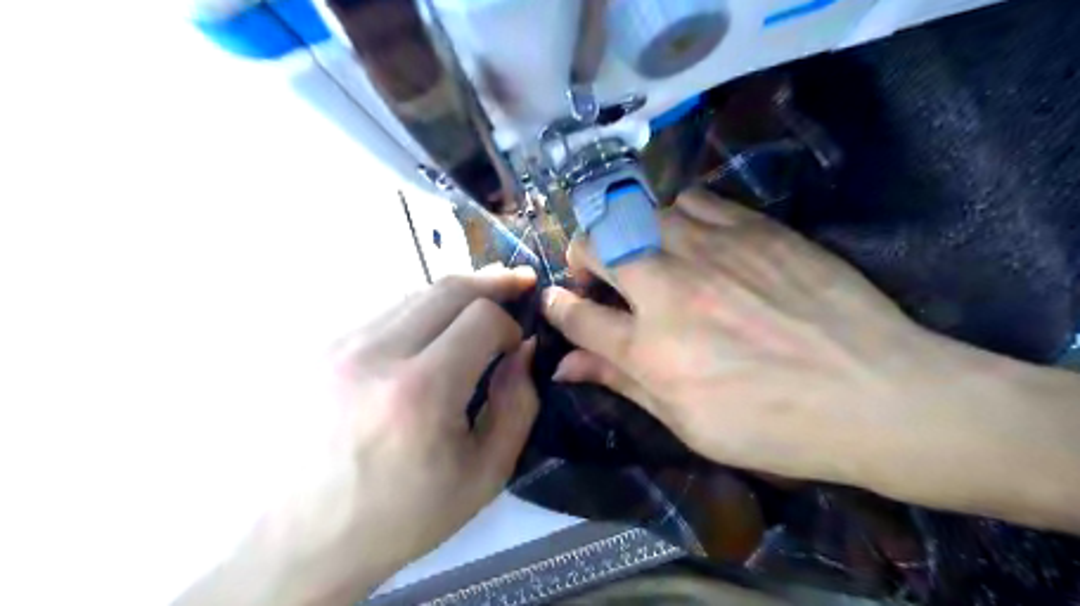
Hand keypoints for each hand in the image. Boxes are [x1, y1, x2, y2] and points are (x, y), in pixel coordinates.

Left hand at [323, 263, 536, 585]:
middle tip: (517, 283)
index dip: (510, 323)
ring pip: (414, 294)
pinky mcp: (318, 349)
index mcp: (420, 391)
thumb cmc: (402, 516)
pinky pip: (384, 313)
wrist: (301, 541)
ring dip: (454, 297)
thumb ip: (518, 405)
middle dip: (491, 283)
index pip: (482, 317)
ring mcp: (338, 346)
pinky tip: (431, 333)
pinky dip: (419, 313)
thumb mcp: (485, 474)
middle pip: (448, 288)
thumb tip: (524, 349)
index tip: (515, 346)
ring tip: (479, 305)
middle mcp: (375, 354)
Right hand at [545, 189, 1079, 529]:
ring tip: (645, 256)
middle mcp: (669, 290)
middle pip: (595, 246)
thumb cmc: (774, 425)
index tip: (554, 303)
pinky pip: (691, 199)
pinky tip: (690, 237)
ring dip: (628, 235)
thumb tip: (564, 366)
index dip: (555, 307)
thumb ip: (621, 383)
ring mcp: (710, 251)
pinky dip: (676, 215)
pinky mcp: (751, 227)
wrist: (876, 393)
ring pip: (639, 214)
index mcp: (650, 350)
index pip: (575, 314)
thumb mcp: (687, 423)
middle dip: (580, 256)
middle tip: (593, 274)